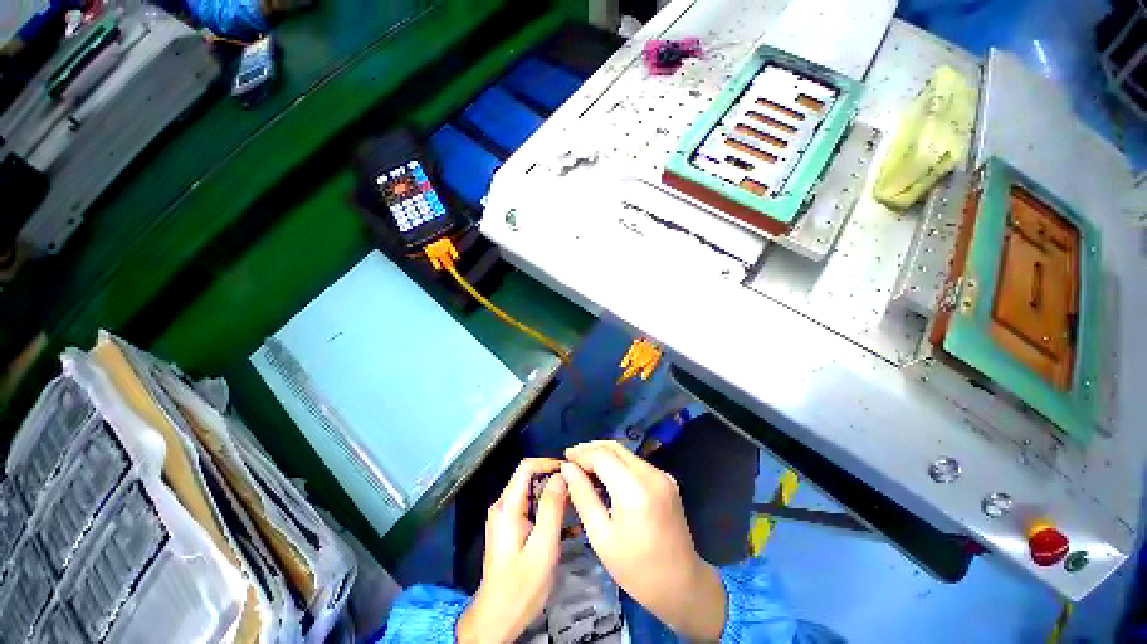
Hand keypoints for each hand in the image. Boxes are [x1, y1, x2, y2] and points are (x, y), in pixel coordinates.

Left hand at [457, 458, 567, 643]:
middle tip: (578, 489)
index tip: (571, 472)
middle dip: (554, 479)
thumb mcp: (543, 547)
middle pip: (529, 477)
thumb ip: (552, 508)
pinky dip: (548, 509)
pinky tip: (567, 524)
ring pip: (532, 492)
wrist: (496, 620)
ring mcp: (505, 517)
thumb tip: (562, 476)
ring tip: (576, 503)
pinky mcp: (509, 528)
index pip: (527, 466)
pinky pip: (530, 507)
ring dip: (554, 495)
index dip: (549, 463)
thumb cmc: (521, 586)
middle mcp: (503, 505)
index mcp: (508, 506)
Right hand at [562, 441, 726, 639]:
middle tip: (571, 459)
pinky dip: (617, 464)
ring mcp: (662, 475)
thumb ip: (582, 496)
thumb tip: (567, 469)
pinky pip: (636, 463)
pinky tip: (605, 476)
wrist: (682, 585)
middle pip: (615, 448)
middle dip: (591, 449)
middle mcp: (651, 474)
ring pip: (625, 453)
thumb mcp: (601, 536)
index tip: (564, 459)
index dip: (581, 454)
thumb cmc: (636, 569)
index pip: (602, 456)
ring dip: (603, 455)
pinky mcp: (666, 480)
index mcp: (635, 489)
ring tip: (584, 467)